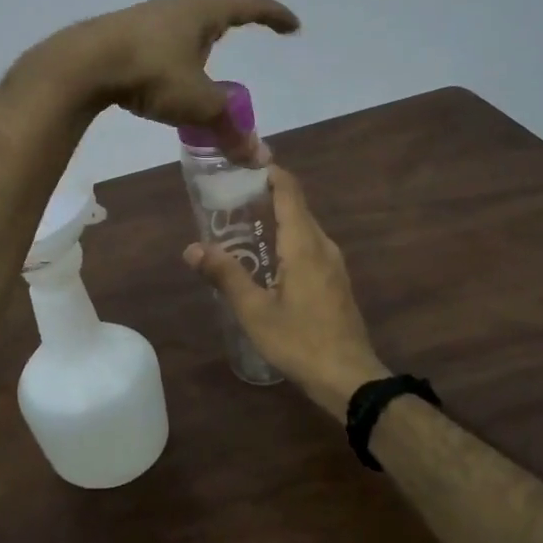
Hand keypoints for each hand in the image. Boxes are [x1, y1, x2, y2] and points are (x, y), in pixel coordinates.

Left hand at [40, 0, 300, 147]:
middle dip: (231, 23)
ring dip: (196, 40)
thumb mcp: (197, 104)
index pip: (249, 5)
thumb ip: (229, 128)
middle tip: (242, 38)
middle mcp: (175, 6)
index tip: (292, 26)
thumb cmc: (151, 74)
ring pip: (181, 25)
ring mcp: (143, 16)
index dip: (274, 15)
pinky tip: (162, 72)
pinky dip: (170, 53)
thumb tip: (258, 156)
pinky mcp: (118, 32)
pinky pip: (157, 39)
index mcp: (202, 12)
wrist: (82, 64)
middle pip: (213, 9)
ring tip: (201, 62)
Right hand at [184, 165, 387, 420]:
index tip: (245, 163)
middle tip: (230, 199)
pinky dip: (287, 240)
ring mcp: (334, 265)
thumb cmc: (300, 341)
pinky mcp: (336, 282)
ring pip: (304, 229)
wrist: (350, 379)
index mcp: (304, 244)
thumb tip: (192, 248)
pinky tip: (268, 260)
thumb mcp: (255, 311)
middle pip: (297, 207)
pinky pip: (310, 247)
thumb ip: (225, 276)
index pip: (290, 191)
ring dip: (277, 220)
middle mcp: (323, 246)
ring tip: (242, 227)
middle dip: (266, 196)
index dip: (271, 172)